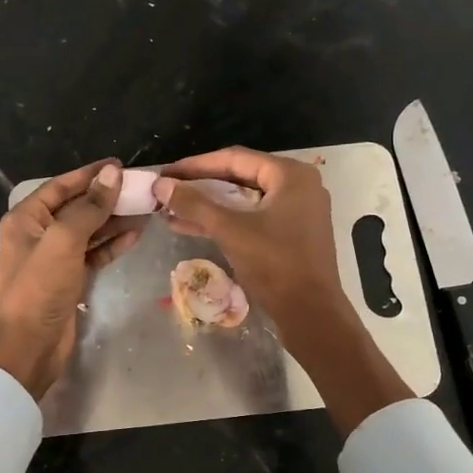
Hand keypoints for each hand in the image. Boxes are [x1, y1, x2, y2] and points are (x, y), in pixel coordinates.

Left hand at [0, 160, 140, 399]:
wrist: (29, 345)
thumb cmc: (39, 288)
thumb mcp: (63, 241)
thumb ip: (89, 208)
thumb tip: (112, 174)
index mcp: (26, 218)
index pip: (61, 186)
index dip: (90, 175)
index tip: (120, 166)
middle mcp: (38, 234)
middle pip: (76, 207)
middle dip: (106, 198)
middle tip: (141, 189)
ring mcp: (54, 258)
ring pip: (88, 231)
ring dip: (114, 221)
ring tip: (145, 209)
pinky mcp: (69, 279)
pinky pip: (93, 254)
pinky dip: (111, 244)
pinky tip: (134, 234)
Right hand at [153, 148, 346, 337]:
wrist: (311, 313)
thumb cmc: (275, 264)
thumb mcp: (231, 230)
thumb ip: (195, 204)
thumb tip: (161, 185)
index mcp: (290, 175)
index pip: (235, 158)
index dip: (196, 165)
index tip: (166, 173)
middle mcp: (297, 186)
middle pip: (240, 177)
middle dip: (200, 186)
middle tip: (167, 190)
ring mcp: (296, 212)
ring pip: (244, 201)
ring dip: (208, 206)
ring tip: (171, 210)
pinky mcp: (290, 235)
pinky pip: (251, 220)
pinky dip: (224, 222)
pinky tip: (190, 227)